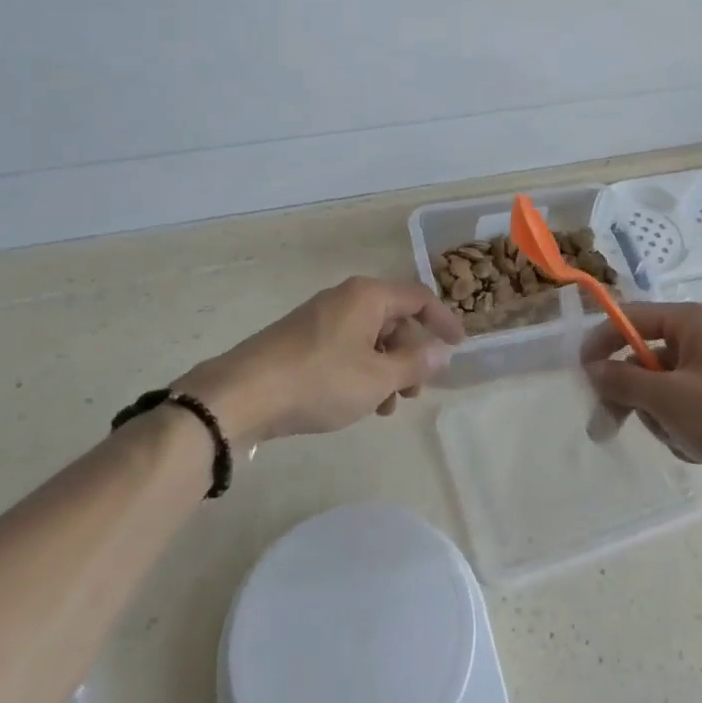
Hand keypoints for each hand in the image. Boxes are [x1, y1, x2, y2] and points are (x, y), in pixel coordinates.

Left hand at [180, 276, 464, 443]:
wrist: (242, 395)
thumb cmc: (320, 381)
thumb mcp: (377, 378)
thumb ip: (415, 363)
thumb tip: (442, 351)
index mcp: (368, 296)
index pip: (418, 299)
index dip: (443, 321)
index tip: (459, 346)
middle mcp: (345, 298)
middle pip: (393, 319)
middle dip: (410, 355)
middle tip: (416, 390)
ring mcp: (319, 318)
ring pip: (369, 338)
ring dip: (386, 369)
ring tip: (386, 406)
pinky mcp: (301, 340)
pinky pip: (345, 348)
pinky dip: (361, 371)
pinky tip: (357, 403)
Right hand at [582, 303, 701, 507]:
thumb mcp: (669, 398)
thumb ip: (624, 381)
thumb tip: (592, 369)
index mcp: (693, 322)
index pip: (632, 318)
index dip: (602, 341)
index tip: (580, 372)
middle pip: (643, 358)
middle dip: (629, 394)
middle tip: (604, 426)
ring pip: (660, 388)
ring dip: (658, 416)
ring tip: (679, 438)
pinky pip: (683, 407)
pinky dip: (680, 428)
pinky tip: (697, 447)